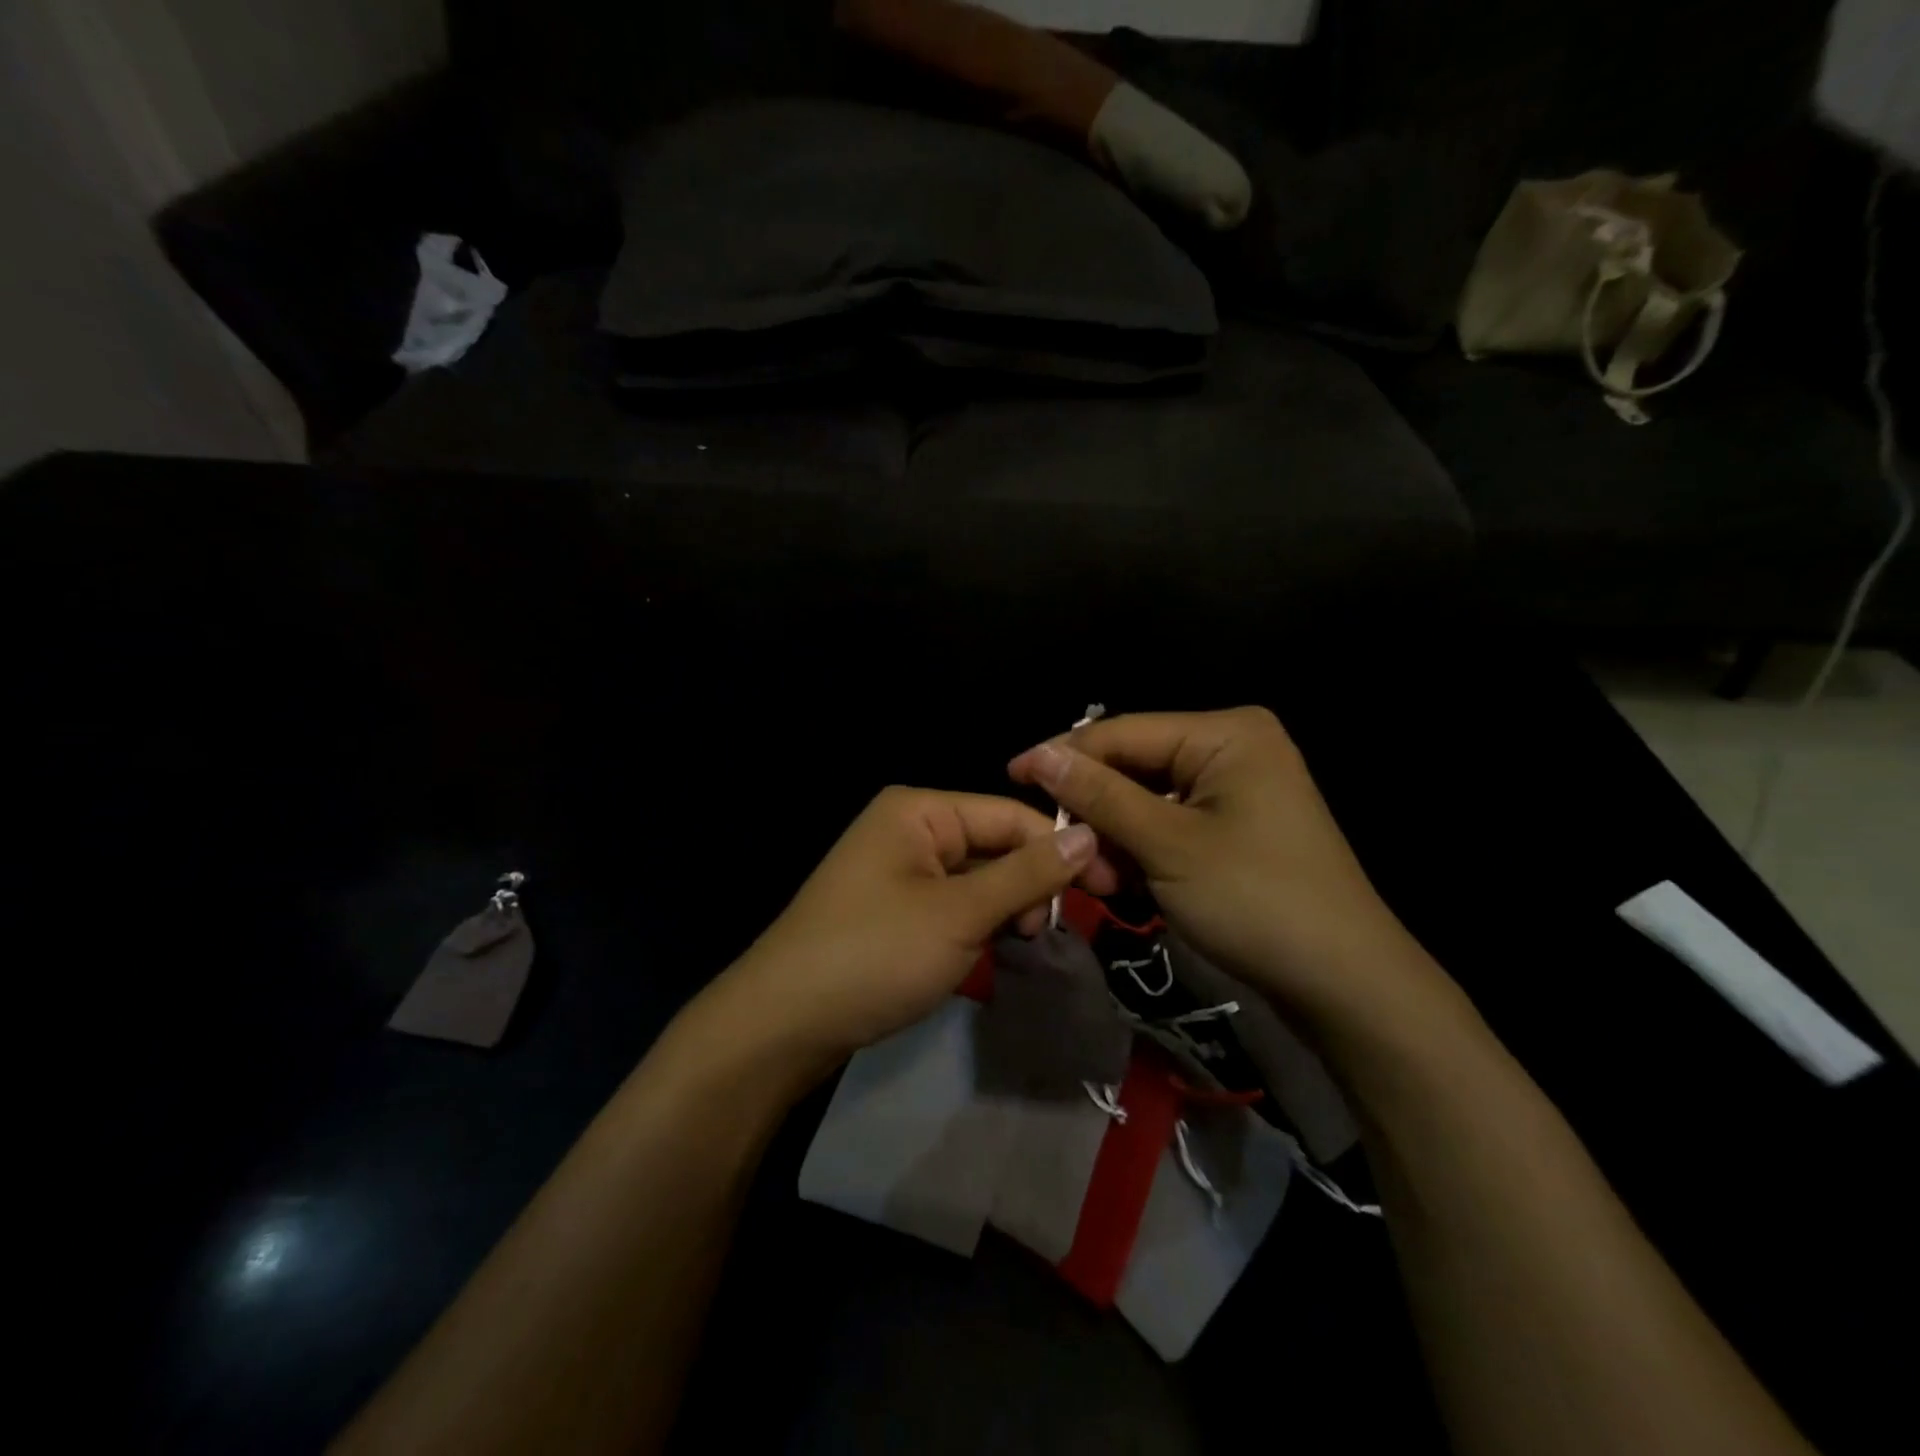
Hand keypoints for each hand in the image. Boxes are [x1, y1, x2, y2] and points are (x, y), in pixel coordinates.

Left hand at [717, 787, 1104, 1076]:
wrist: (782, 1025)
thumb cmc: (875, 954)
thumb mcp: (960, 913)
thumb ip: (1027, 873)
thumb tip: (1091, 833)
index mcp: (920, 810)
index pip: (1011, 815)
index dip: (1062, 848)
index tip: (1109, 890)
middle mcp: (909, 829)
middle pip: (994, 845)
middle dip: (1029, 885)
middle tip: (1051, 933)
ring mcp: (900, 871)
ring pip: (977, 880)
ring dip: (1006, 910)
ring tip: (1019, 946)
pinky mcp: (896, 910)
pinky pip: (953, 905)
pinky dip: (977, 927)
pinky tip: (990, 954)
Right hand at [1009, 708, 1453, 1028]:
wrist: (1344, 984)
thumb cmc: (1256, 900)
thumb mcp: (1167, 845)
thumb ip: (1099, 795)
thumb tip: (1038, 755)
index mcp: (1225, 733)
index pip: (1123, 732)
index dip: (1063, 755)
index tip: (1011, 776)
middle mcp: (1231, 748)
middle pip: (1134, 767)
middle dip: (1096, 812)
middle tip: (1066, 855)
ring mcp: (1236, 789)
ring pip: (1146, 800)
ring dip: (1115, 839)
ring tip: (1101, 886)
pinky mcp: (1235, 826)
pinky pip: (1169, 824)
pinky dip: (1142, 852)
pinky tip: (1128, 885)